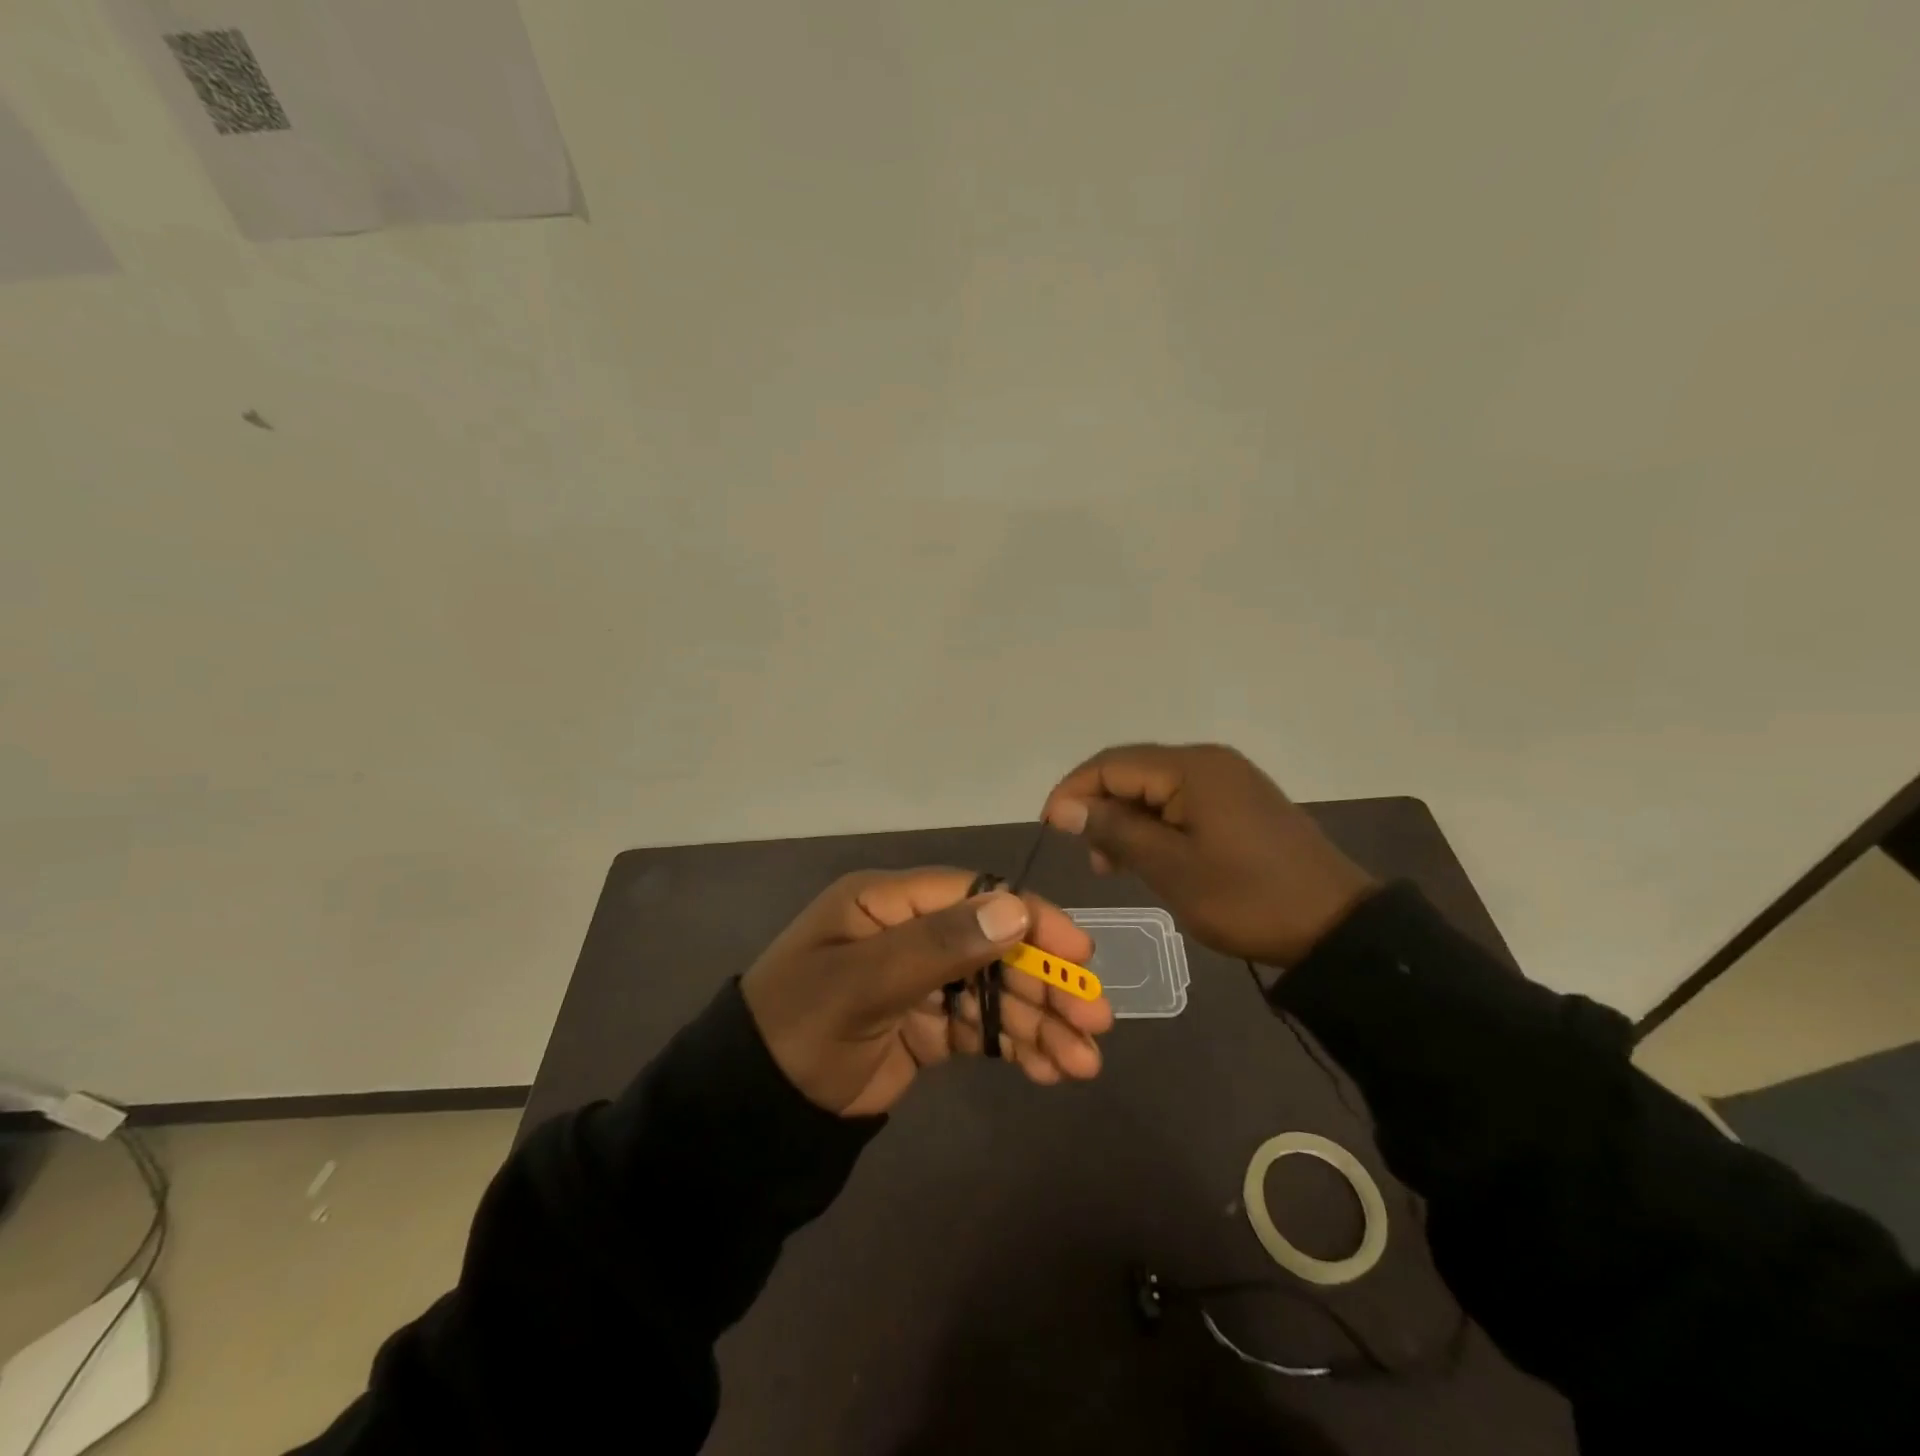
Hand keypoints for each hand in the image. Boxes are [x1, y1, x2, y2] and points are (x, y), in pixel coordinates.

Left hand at [741, 868, 1113, 1117]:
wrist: (754, 1111)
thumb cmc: (799, 1028)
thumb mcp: (861, 983)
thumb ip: (937, 946)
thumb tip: (1016, 910)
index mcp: (889, 903)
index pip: (975, 895)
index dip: (1031, 920)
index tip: (1079, 953)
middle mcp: (912, 933)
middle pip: (996, 945)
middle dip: (1047, 983)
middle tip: (1095, 1022)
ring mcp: (924, 980)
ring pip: (997, 991)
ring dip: (1042, 1022)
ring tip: (1082, 1065)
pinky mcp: (929, 1025)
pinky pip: (984, 1028)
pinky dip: (1017, 1046)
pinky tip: (1049, 1071)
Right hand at [1041, 743, 1378, 967]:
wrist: (1337, 927)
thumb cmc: (1246, 898)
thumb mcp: (1171, 868)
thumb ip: (1114, 829)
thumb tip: (1065, 807)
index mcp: (1191, 768)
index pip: (1111, 764)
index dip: (1072, 791)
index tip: (1050, 828)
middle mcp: (1208, 761)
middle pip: (1132, 771)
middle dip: (1099, 807)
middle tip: (1088, 856)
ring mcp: (1228, 779)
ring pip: (1155, 787)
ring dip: (1126, 819)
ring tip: (1113, 864)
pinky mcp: (1240, 801)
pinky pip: (1182, 801)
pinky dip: (1156, 824)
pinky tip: (1149, 856)